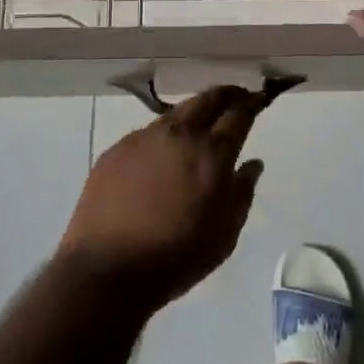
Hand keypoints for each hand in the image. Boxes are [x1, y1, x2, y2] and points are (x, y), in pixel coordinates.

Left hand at [56, 86, 264, 308]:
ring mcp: (145, 137)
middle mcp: (180, 134)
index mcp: (212, 153)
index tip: (257, 100)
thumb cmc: (176, 258)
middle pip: (208, 98)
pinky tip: (161, 155)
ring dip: (194, 112)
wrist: (107, 270)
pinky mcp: (117, 148)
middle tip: (235, 99)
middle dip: (226, 94)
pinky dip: (164, 135)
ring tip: (199, 125)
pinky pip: (148, 132)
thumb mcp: (224, 235)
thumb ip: (242, 193)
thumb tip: (252, 164)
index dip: (251, 103)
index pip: (239, 113)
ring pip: (177, 111)